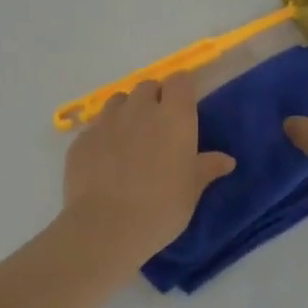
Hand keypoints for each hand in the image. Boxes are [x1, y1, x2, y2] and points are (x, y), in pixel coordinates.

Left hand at [63, 76, 234, 260]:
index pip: (180, 80)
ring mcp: (106, 121)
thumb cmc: (161, 207)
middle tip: (159, 128)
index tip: (185, 107)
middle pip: (147, 86)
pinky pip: (96, 127)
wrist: (105, 227)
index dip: (182, 90)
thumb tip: (226, 160)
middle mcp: (139, 108)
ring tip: (130, 140)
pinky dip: (103, 136)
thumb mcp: (192, 189)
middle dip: (154, 99)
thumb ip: (207, 167)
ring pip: (119, 101)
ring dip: (127, 112)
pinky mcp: (81, 138)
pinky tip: (105, 161)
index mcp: (174, 116)